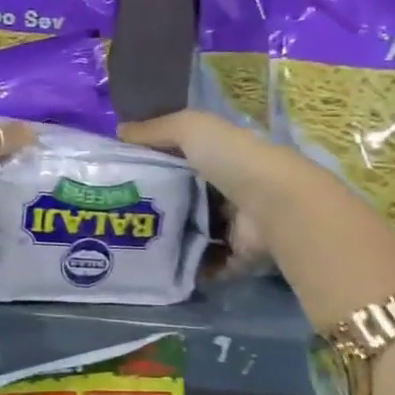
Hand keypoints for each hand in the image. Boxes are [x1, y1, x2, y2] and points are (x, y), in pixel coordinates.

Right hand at [119, 111, 281, 274]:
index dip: (154, 165)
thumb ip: (154, 130)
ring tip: (133, 244)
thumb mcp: (190, 128)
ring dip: (169, 239)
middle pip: (186, 198)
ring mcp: (236, 225)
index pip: (182, 160)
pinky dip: (188, 266)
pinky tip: (157, 266)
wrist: (275, 206)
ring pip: (194, 231)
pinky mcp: (239, 256)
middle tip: (121, 215)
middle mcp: (230, 189)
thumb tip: (119, 130)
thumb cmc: (233, 159)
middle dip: (157, 206)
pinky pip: (207, 263)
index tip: (122, 176)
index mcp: (221, 157)